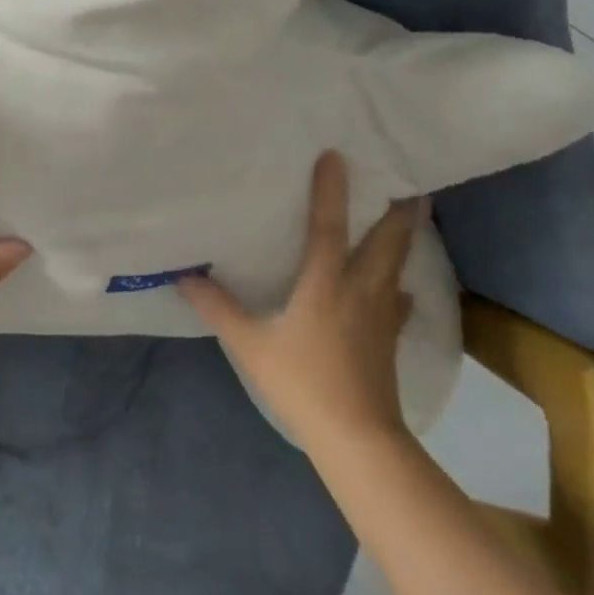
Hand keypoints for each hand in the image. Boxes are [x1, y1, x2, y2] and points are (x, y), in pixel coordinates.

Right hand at [179, 150, 421, 456]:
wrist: (358, 439)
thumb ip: (218, 308)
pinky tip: (400, 288)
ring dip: (406, 237)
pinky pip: (399, 298)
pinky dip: (400, 283)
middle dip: (400, 208)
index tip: (336, 155)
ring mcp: (381, 314)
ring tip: (410, 216)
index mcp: (325, 284)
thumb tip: (184, 276)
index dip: (330, 190)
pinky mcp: (390, 337)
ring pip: (400, 264)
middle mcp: (360, 289)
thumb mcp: (250, 344)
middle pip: (388, 240)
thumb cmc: (302, 383)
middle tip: (410, 180)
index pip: (328, 226)